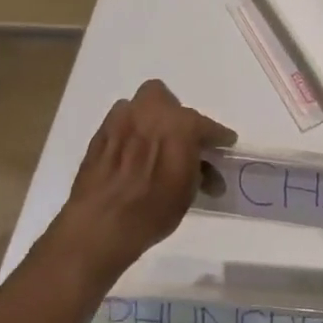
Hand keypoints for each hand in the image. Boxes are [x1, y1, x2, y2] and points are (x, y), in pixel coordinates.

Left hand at [49, 79, 236, 280]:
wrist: (101, 224)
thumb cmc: (153, 209)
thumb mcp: (187, 192)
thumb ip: (198, 169)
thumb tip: (204, 169)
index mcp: (180, 124)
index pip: (206, 125)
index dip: (217, 136)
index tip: (223, 142)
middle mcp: (149, 112)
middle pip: (165, 99)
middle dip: (174, 115)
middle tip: (179, 139)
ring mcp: (120, 120)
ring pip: (138, 107)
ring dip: (147, 120)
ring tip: (151, 146)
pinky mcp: (99, 134)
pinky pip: (119, 123)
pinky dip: (128, 133)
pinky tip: (130, 155)